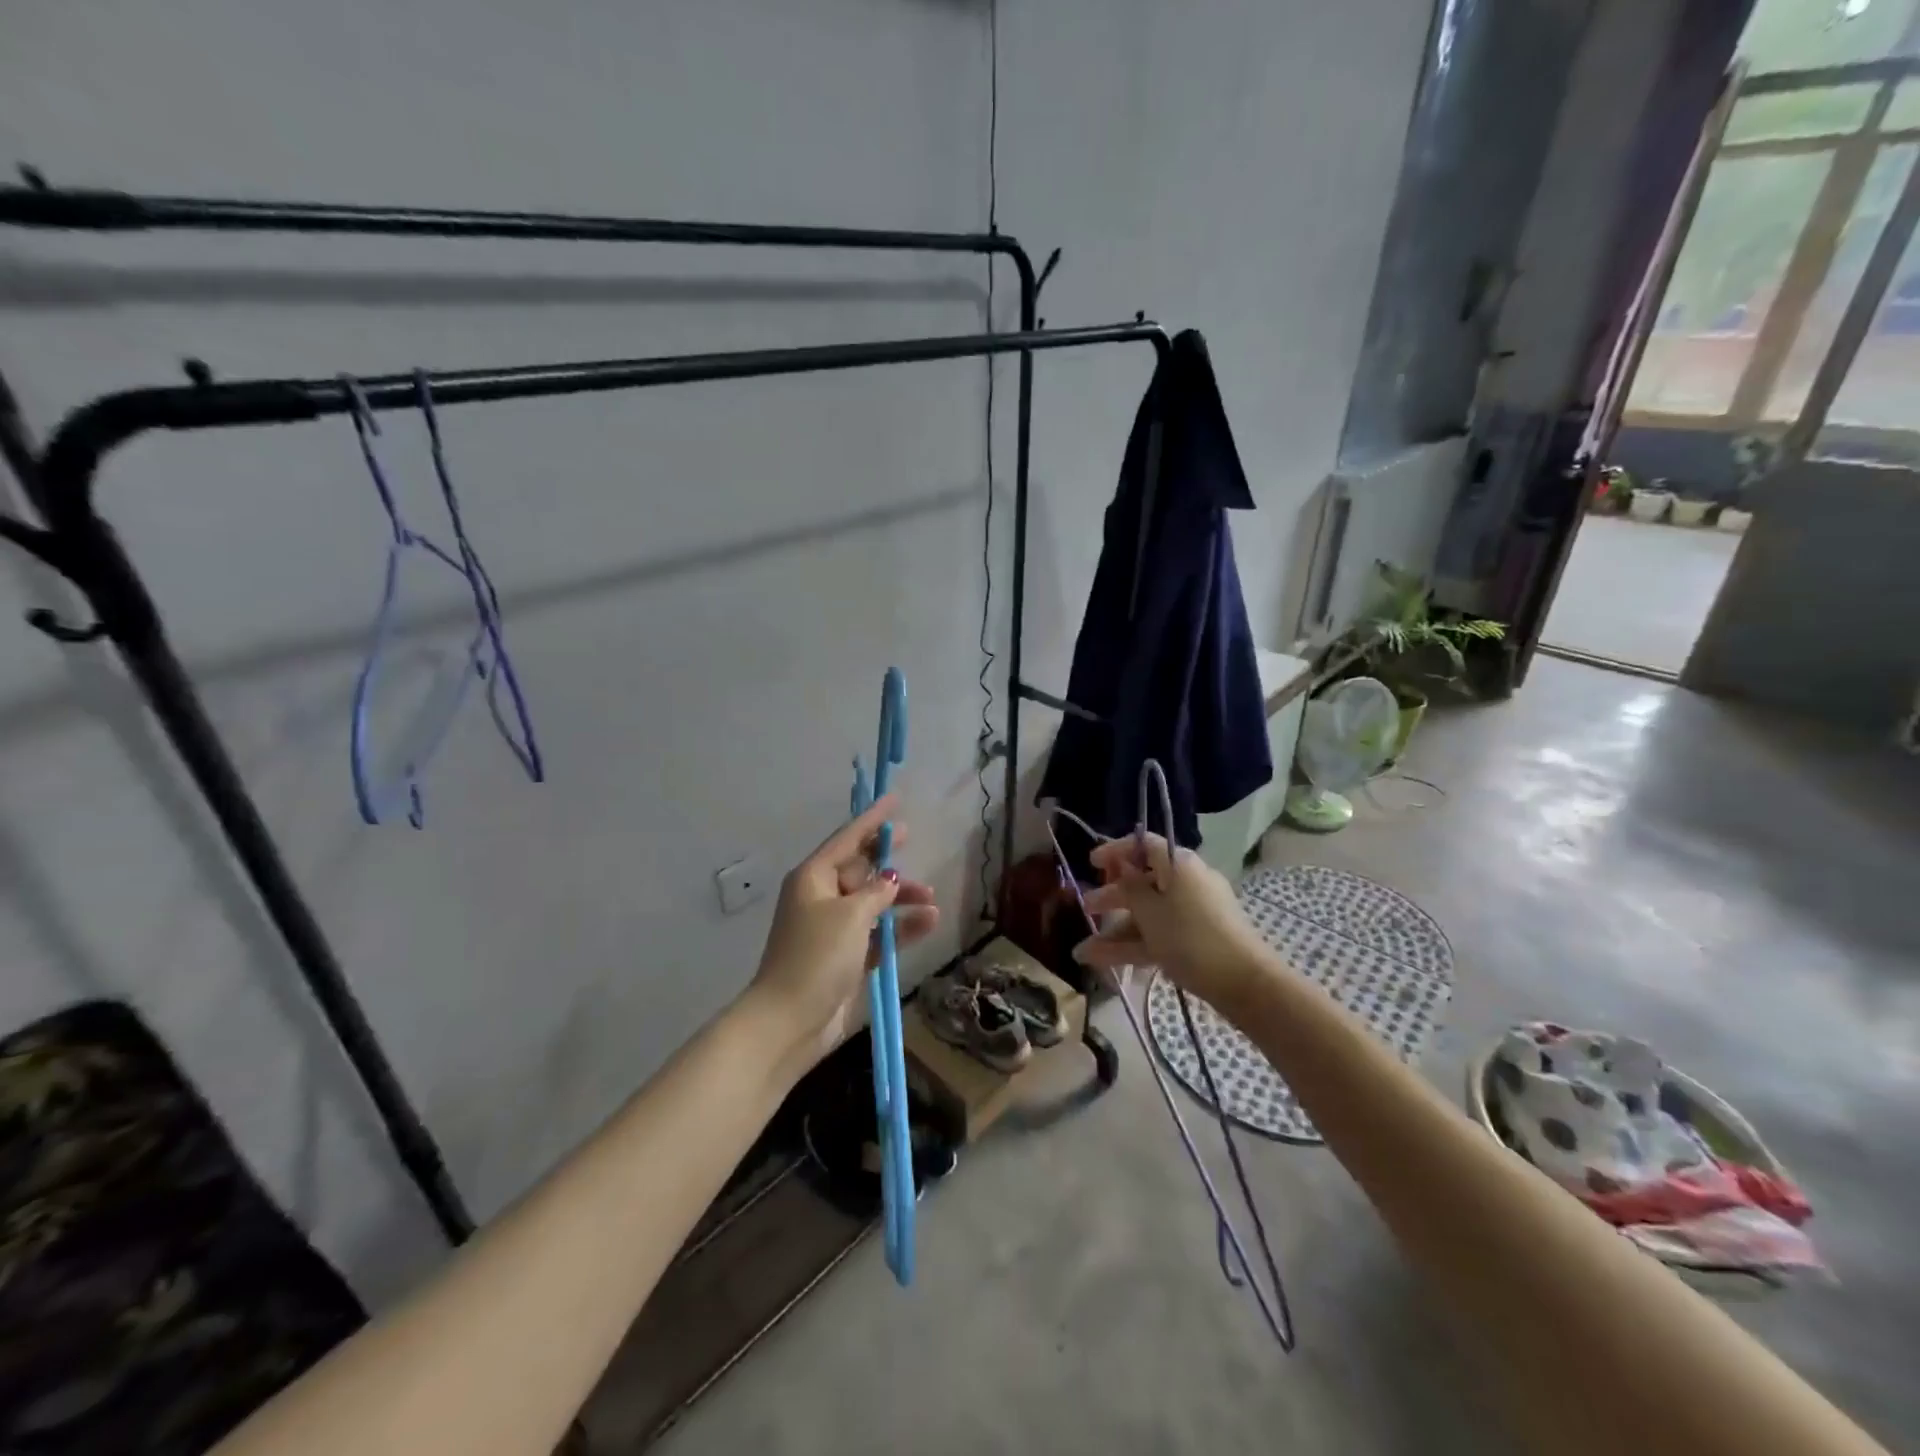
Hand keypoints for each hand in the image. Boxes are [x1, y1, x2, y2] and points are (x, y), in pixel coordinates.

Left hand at [748, 793, 939, 1077]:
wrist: (790, 1021)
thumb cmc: (816, 956)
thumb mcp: (851, 915)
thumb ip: (875, 892)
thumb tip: (888, 880)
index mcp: (813, 878)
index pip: (847, 838)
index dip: (872, 819)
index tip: (895, 799)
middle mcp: (821, 897)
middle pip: (859, 868)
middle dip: (886, 858)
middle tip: (911, 838)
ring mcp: (833, 929)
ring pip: (872, 901)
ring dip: (900, 898)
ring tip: (930, 898)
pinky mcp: (846, 957)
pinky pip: (878, 932)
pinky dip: (900, 927)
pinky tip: (928, 923)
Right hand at [1073, 832, 1264, 1007]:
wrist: (1243, 983)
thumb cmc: (1189, 937)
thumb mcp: (1149, 910)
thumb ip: (1129, 885)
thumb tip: (1123, 864)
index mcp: (1178, 864)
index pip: (1143, 845)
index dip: (1115, 851)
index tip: (1091, 863)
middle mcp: (1187, 881)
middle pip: (1143, 882)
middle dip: (1111, 896)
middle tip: (1086, 908)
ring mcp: (1194, 912)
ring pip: (1149, 914)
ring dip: (1116, 930)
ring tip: (1084, 952)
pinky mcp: (1198, 939)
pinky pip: (1160, 934)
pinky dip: (1135, 945)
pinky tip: (1105, 964)